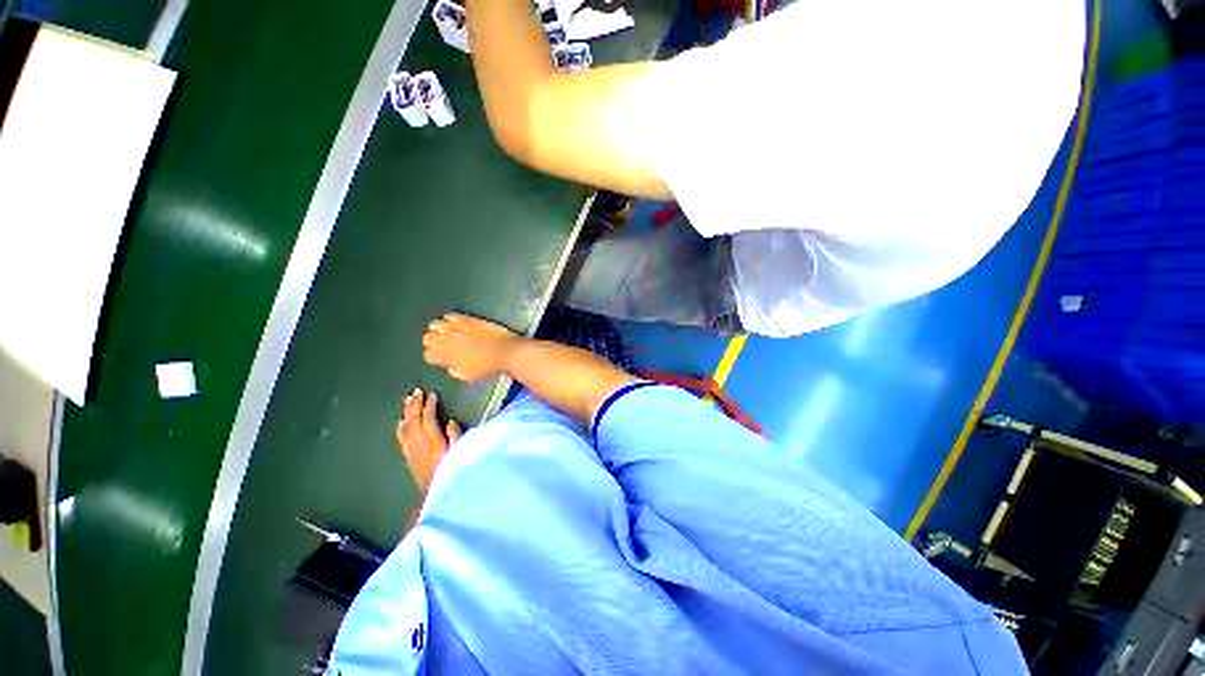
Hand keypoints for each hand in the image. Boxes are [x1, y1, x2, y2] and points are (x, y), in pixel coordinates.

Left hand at [396, 388, 461, 493]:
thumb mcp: (460, 453)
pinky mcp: (408, 458)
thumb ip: (456, 436)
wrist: (436, 495)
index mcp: (434, 441)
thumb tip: (450, 421)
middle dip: (415, 405)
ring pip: (406, 427)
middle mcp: (420, 444)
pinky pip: (401, 439)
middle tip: (416, 392)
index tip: (431, 395)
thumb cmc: (453, 472)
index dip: (429, 405)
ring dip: (406, 413)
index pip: (429, 418)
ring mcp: (412, 451)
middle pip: (414, 420)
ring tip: (407, 400)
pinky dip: (400, 428)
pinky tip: (400, 422)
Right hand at [422, 312, 519, 381]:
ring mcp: (457, 327)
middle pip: (427, 337)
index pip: (428, 354)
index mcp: (446, 356)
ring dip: (438, 329)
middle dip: (433, 342)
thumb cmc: (488, 366)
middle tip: (442, 344)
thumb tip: (448, 365)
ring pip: (435, 324)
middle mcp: (447, 339)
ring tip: (447, 333)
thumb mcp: (467, 376)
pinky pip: (450, 315)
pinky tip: (455, 323)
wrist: (505, 351)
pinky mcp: (467, 319)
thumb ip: (453, 371)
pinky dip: (449, 319)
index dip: (433, 356)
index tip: (441, 357)